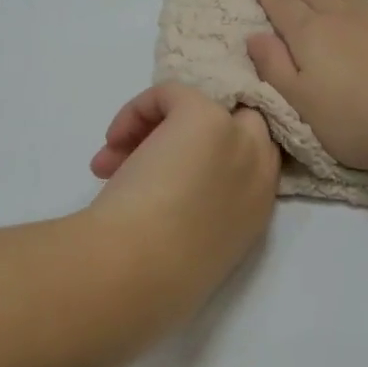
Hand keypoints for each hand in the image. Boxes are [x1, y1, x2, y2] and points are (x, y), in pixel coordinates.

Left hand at [89, 83, 279, 319]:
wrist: (135, 269)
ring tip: (110, 161)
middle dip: (191, 134)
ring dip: (153, 128)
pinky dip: (138, 110)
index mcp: (257, 209)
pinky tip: (112, 143)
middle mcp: (257, 169)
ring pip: (200, 107)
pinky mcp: (203, 116)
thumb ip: (193, 219)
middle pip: (236, 123)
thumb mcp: (190, 249)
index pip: (247, 160)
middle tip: (146, 157)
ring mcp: (235, 139)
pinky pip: (171, 92)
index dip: (207, 157)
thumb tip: (162, 200)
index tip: (167, 173)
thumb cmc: (153, 274)